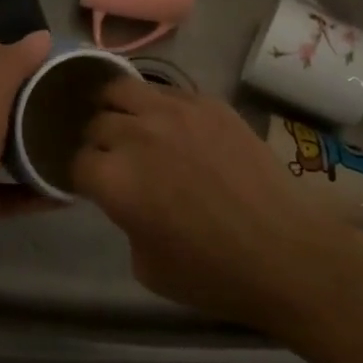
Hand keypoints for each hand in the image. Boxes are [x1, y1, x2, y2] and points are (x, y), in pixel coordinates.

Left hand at [0, 32, 55, 313]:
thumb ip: (8, 72)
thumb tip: (41, 37)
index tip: (21, 54)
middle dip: (21, 92)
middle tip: (58, 89)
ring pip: (3, 142)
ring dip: (33, 137)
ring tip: (71, 129)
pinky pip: (16, 188)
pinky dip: (39, 187)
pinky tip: (70, 187)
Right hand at [73, 76, 362, 335]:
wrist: (286, 253)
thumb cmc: (213, 274)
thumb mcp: (145, 264)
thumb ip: (123, 218)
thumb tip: (125, 195)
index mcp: (114, 179)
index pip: (75, 161)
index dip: (79, 175)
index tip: (89, 184)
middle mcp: (136, 134)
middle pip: (95, 122)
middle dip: (97, 141)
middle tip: (111, 157)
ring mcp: (173, 111)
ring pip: (122, 89)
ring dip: (117, 107)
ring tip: (127, 121)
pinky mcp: (207, 102)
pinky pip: (167, 91)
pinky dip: (158, 106)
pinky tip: (171, 125)